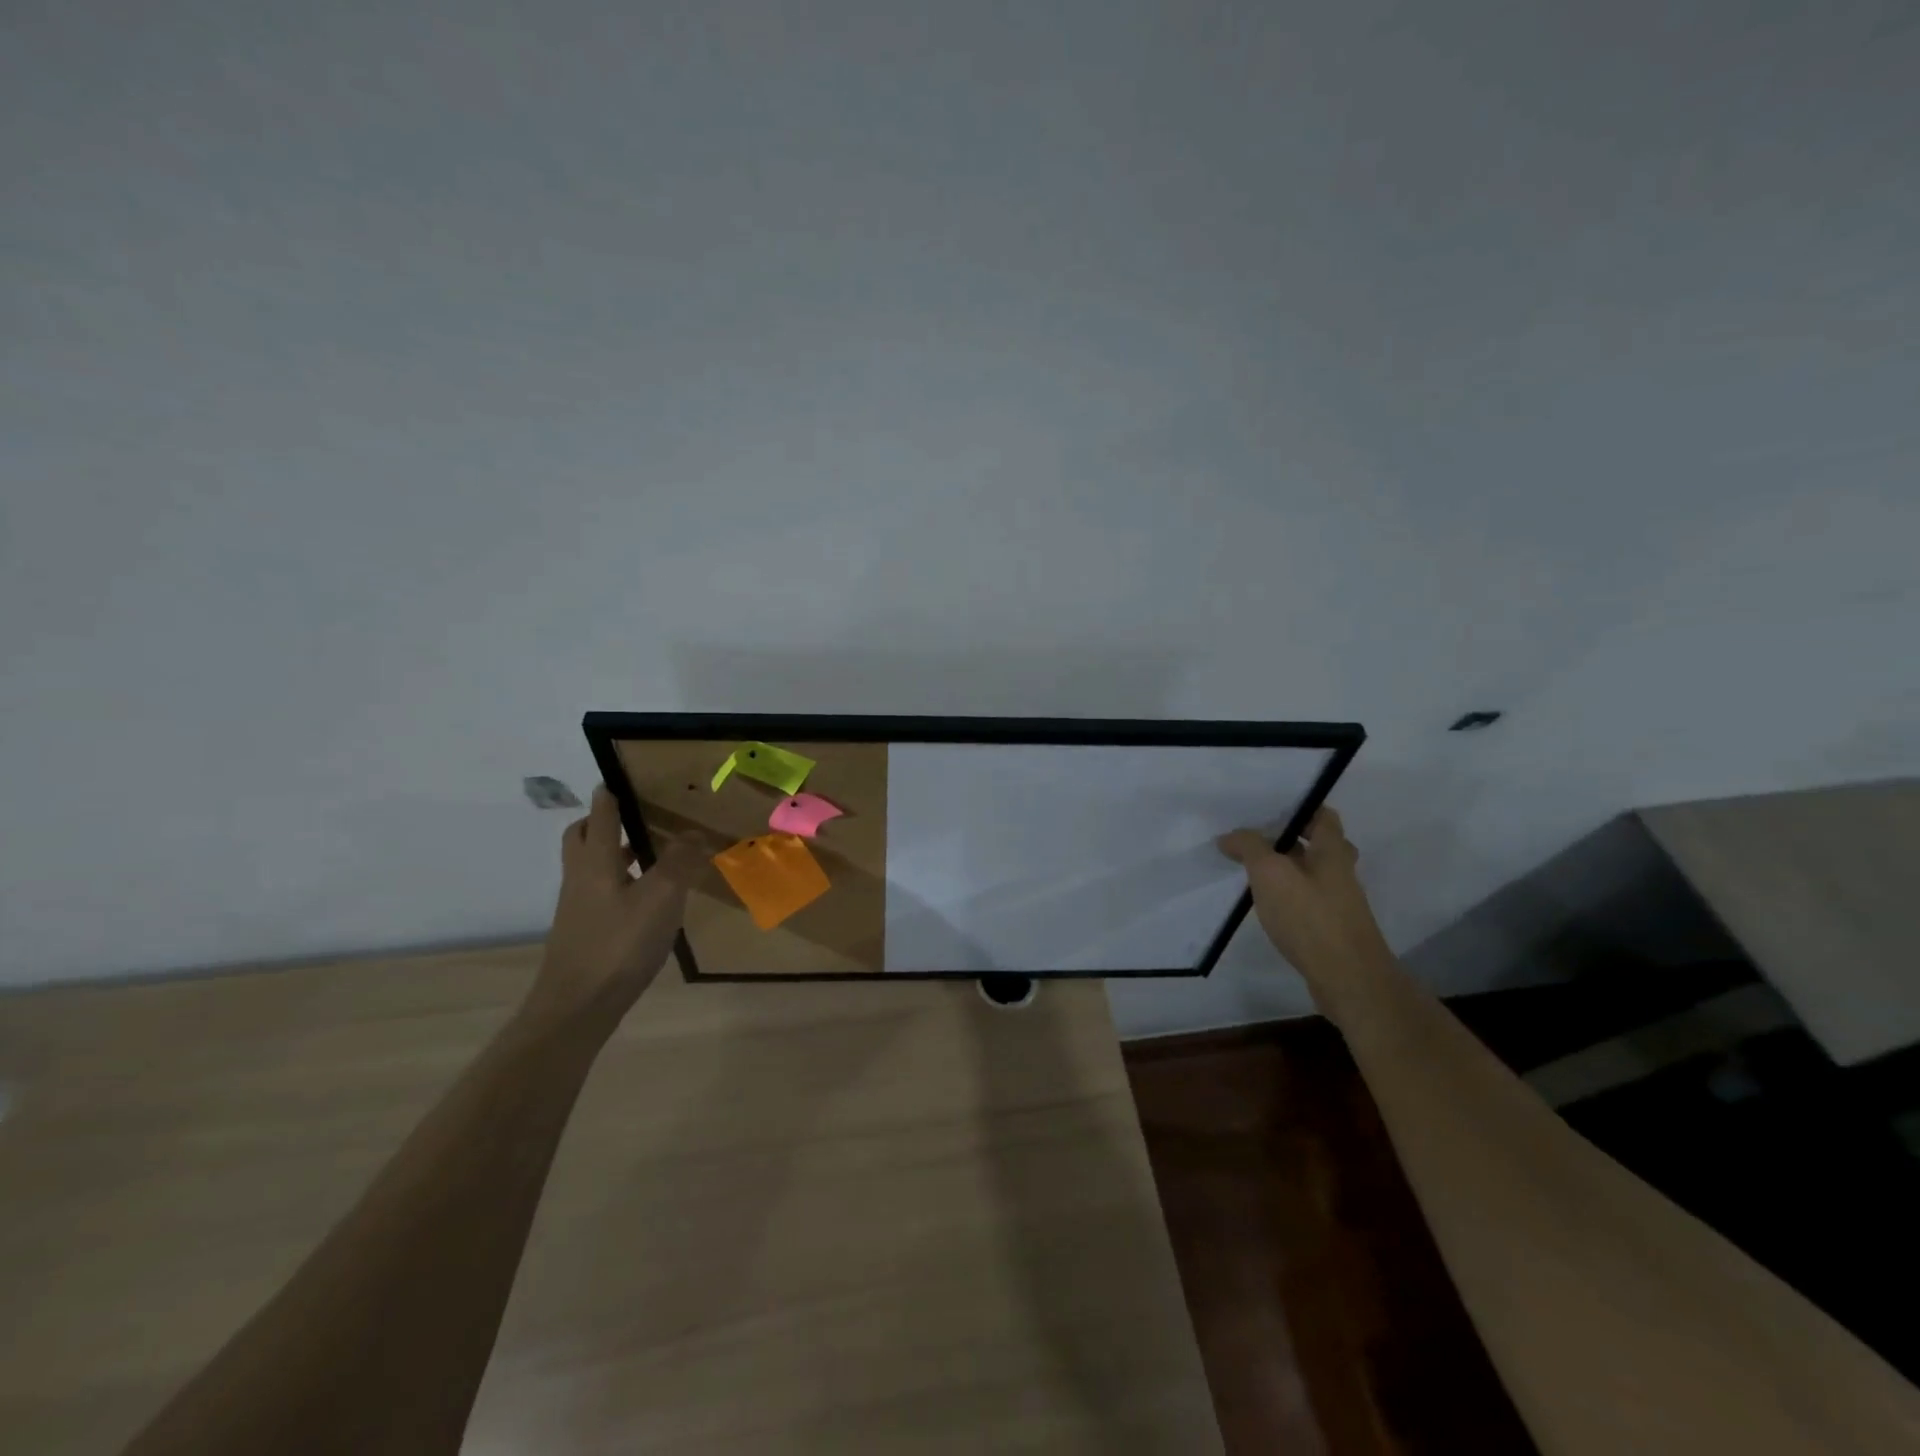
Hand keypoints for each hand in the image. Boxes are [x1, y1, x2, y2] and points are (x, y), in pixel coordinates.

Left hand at [525, 786, 706, 1035]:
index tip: (620, 777)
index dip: (610, 794)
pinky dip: (617, 882)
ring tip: (646, 854)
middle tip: (631, 816)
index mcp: (595, 861)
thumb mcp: (661, 899)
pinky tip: (643, 899)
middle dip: (600, 821)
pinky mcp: (582, 932)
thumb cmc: (619, 945)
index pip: (600, 815)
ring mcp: (577, 907)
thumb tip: (693, 831)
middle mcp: (580, 878)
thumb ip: (678, 862)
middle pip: (581, 838)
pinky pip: (597, 892)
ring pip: (589, 866)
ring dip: (611, 853)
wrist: (576, 1007)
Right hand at [1217, 807, 1392, 991]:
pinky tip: (1266, 904)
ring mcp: (1339, 902)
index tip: (1268, 808)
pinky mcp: (1332, 928)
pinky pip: (1307, 900)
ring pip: (1311, 874)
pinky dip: (1288, 896)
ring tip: (1250, 869)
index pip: (1323, 815)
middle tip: (1254, 839)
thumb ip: (1249, 847)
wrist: (1348, 979)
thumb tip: (1229, 836)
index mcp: (1333, 850)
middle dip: (1288, 840)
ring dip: (1285, 869)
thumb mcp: (1270, 873)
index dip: (1299, 808)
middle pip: (1317, 844)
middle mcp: (1341, 872)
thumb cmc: (1310, 917)